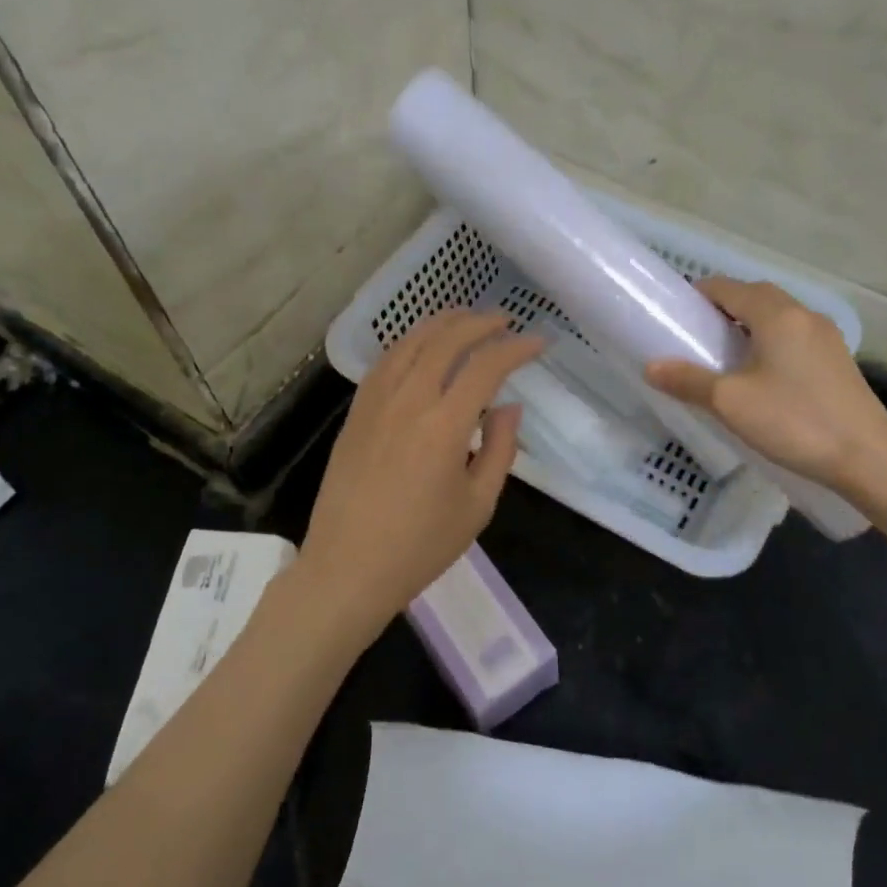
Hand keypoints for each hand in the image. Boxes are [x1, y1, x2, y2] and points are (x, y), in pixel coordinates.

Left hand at [294, 310, 544, 652]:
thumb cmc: (421, 546)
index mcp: (444, 426)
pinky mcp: (356, 414)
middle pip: (445, 340)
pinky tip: (421, 346)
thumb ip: (500, 448)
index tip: (539, 341)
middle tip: (505, 320)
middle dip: (480, 323)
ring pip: (410, 343)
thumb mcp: (478, 505)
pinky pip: (385, 362)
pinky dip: (409, 343)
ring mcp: (375, 403)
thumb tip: (508, 406)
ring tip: (466, 317)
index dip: (516, 348)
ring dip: (442, 323)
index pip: (486, 366)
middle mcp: (408, 401)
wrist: (348, 568)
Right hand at [644, 278, 886, 506]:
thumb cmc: (794, 421)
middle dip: (721, 310)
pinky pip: (793, 338)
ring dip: (747, 327)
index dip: (697, 296)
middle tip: (694, 340)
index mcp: (777, 314)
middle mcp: (804, 315)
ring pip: (777, 318)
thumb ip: (688, 380)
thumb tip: (651, 366)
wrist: (868, 458)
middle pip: (755, 297)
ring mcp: (826, 338)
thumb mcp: (730, 402)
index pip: (727, 287)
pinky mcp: (837, 361)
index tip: (674, 318)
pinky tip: (759, 377)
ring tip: (722, 359)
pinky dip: (769, 344)